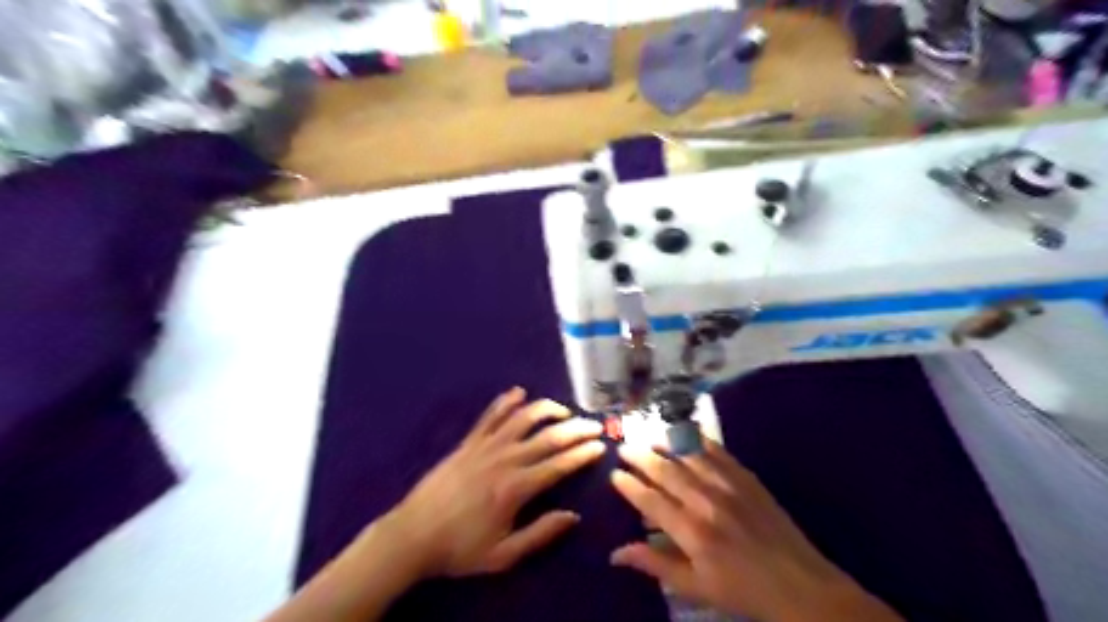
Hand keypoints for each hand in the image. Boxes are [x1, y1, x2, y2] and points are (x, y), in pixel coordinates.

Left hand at [384, 390, 604, 576]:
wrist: (412, 535)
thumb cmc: (460, 549)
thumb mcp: (503, 555)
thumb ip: (540, 534)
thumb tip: (573, 516)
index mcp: (516, 488)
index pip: (558, 464)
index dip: (582, 453)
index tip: (600, 446)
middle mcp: (504, 459)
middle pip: (547, 436)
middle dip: (575, 428)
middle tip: (594, 425)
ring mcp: (485, 446)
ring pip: (522, 418)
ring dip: (546, 409)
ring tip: (564, 410)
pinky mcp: (468, 442)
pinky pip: (490, 416)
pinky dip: (506, 402)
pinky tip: (519, 393)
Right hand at [609, 440, 903, 620]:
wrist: (799, 585)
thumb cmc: (741, 590)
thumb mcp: (695, 587)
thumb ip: (655, 564)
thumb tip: (615, 553)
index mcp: (691, 531)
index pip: (649, 500)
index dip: (629, 485)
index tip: (614, 474)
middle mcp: (706, 501)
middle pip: (665, 471)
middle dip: (640, 457)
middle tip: (624, 448)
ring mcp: (728, 485)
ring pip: (688, 455)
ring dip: (665, 444)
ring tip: (648, 437)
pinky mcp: (747, 478)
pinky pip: (718, 451)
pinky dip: (698, 441)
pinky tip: (686, 434)